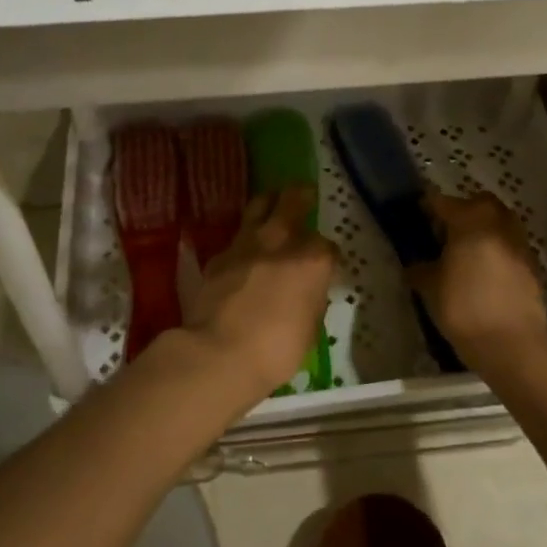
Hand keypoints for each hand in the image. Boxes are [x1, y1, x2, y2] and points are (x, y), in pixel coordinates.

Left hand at [183, 187, 337, 404]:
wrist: (219, 354)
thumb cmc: (276, 351)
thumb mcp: (309, 328)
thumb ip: (311, 299)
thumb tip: (308, 290)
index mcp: (313, 262)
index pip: (328, 246)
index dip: (328, 254)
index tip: (326, 263)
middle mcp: (281, 243)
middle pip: (294, 201)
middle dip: (301, 195)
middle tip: (305, 193)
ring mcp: (247, 244)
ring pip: (259, 205)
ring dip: (269, 201)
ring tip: (273, 201)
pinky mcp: (219, 256)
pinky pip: (236, 237)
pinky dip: (244, 239)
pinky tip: (244, 249)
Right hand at [411, 192, 546, 371]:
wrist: (513, 344)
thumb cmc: (464, 309)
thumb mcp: (430, 289)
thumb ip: (421, 269)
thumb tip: (415, 264)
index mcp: (469, 220)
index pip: (442, 202)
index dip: (427, 207)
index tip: (416, 216)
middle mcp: (497, 222)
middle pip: (477, 204)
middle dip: (461, 211)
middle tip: (444, 232)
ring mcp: (518, 241)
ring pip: (498, 221)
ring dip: (482, 229)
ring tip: (465, 252)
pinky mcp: (532, 263)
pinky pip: (509, 244)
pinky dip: (496, 248)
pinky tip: (484, 271)